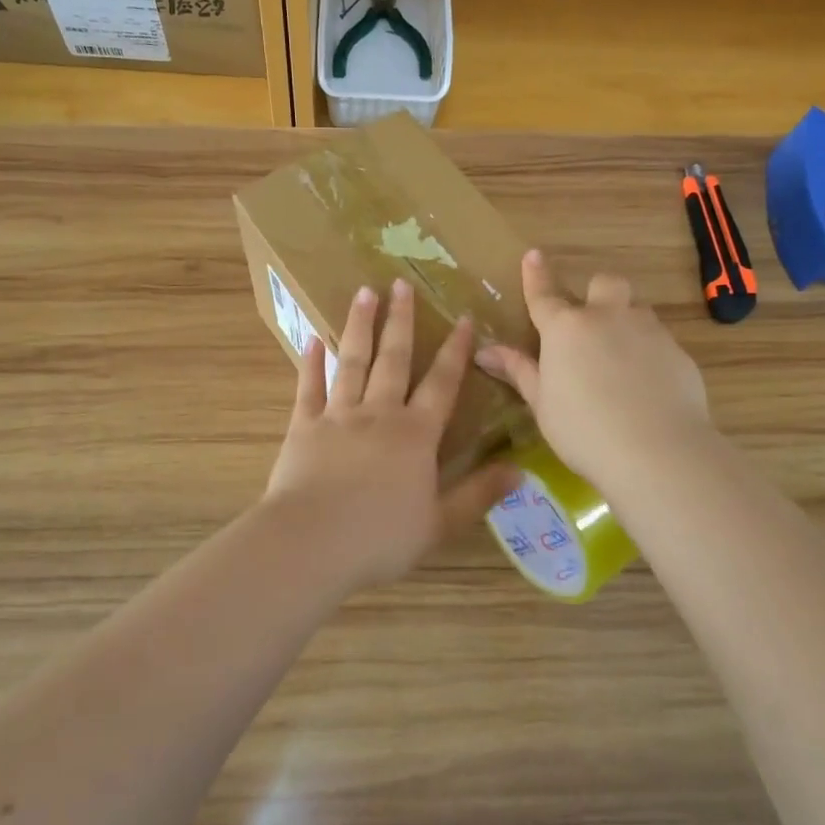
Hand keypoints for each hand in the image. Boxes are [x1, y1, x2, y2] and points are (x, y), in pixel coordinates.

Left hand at [265, 277, 519, 590]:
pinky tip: (311, 339)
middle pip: (394, 359)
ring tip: (364, 292)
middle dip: (400, 320)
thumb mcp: (440, 522)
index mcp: (416, 434)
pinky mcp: (303, 426)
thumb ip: (479, 494)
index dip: (454, 350)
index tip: (462, 317)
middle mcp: (379, 413)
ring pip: (352, 361)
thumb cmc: (381, 537)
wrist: (313, 541)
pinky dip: (310, 362)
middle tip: (401, 283)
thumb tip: (520, 471)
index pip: (442, 383)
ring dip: (359, 326)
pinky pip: (309, 387)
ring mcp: (338, 415)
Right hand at [476, 249, 712, 489]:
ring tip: (619, 359)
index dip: (535, 275)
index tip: (533, 255)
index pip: (544, 295)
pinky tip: (646, 385)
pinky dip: (648, 352)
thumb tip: (485, 352)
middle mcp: (607, 318)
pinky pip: (659, 340)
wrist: (657, 451)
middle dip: (596, 293)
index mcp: (565, 329)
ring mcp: (648, 331)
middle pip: (604, 284)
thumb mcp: (542, 404)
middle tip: (591, 322)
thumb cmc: (584, 430)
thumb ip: (519, 372)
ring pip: (636, 310)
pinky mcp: (679, 352)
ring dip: (625, 322)